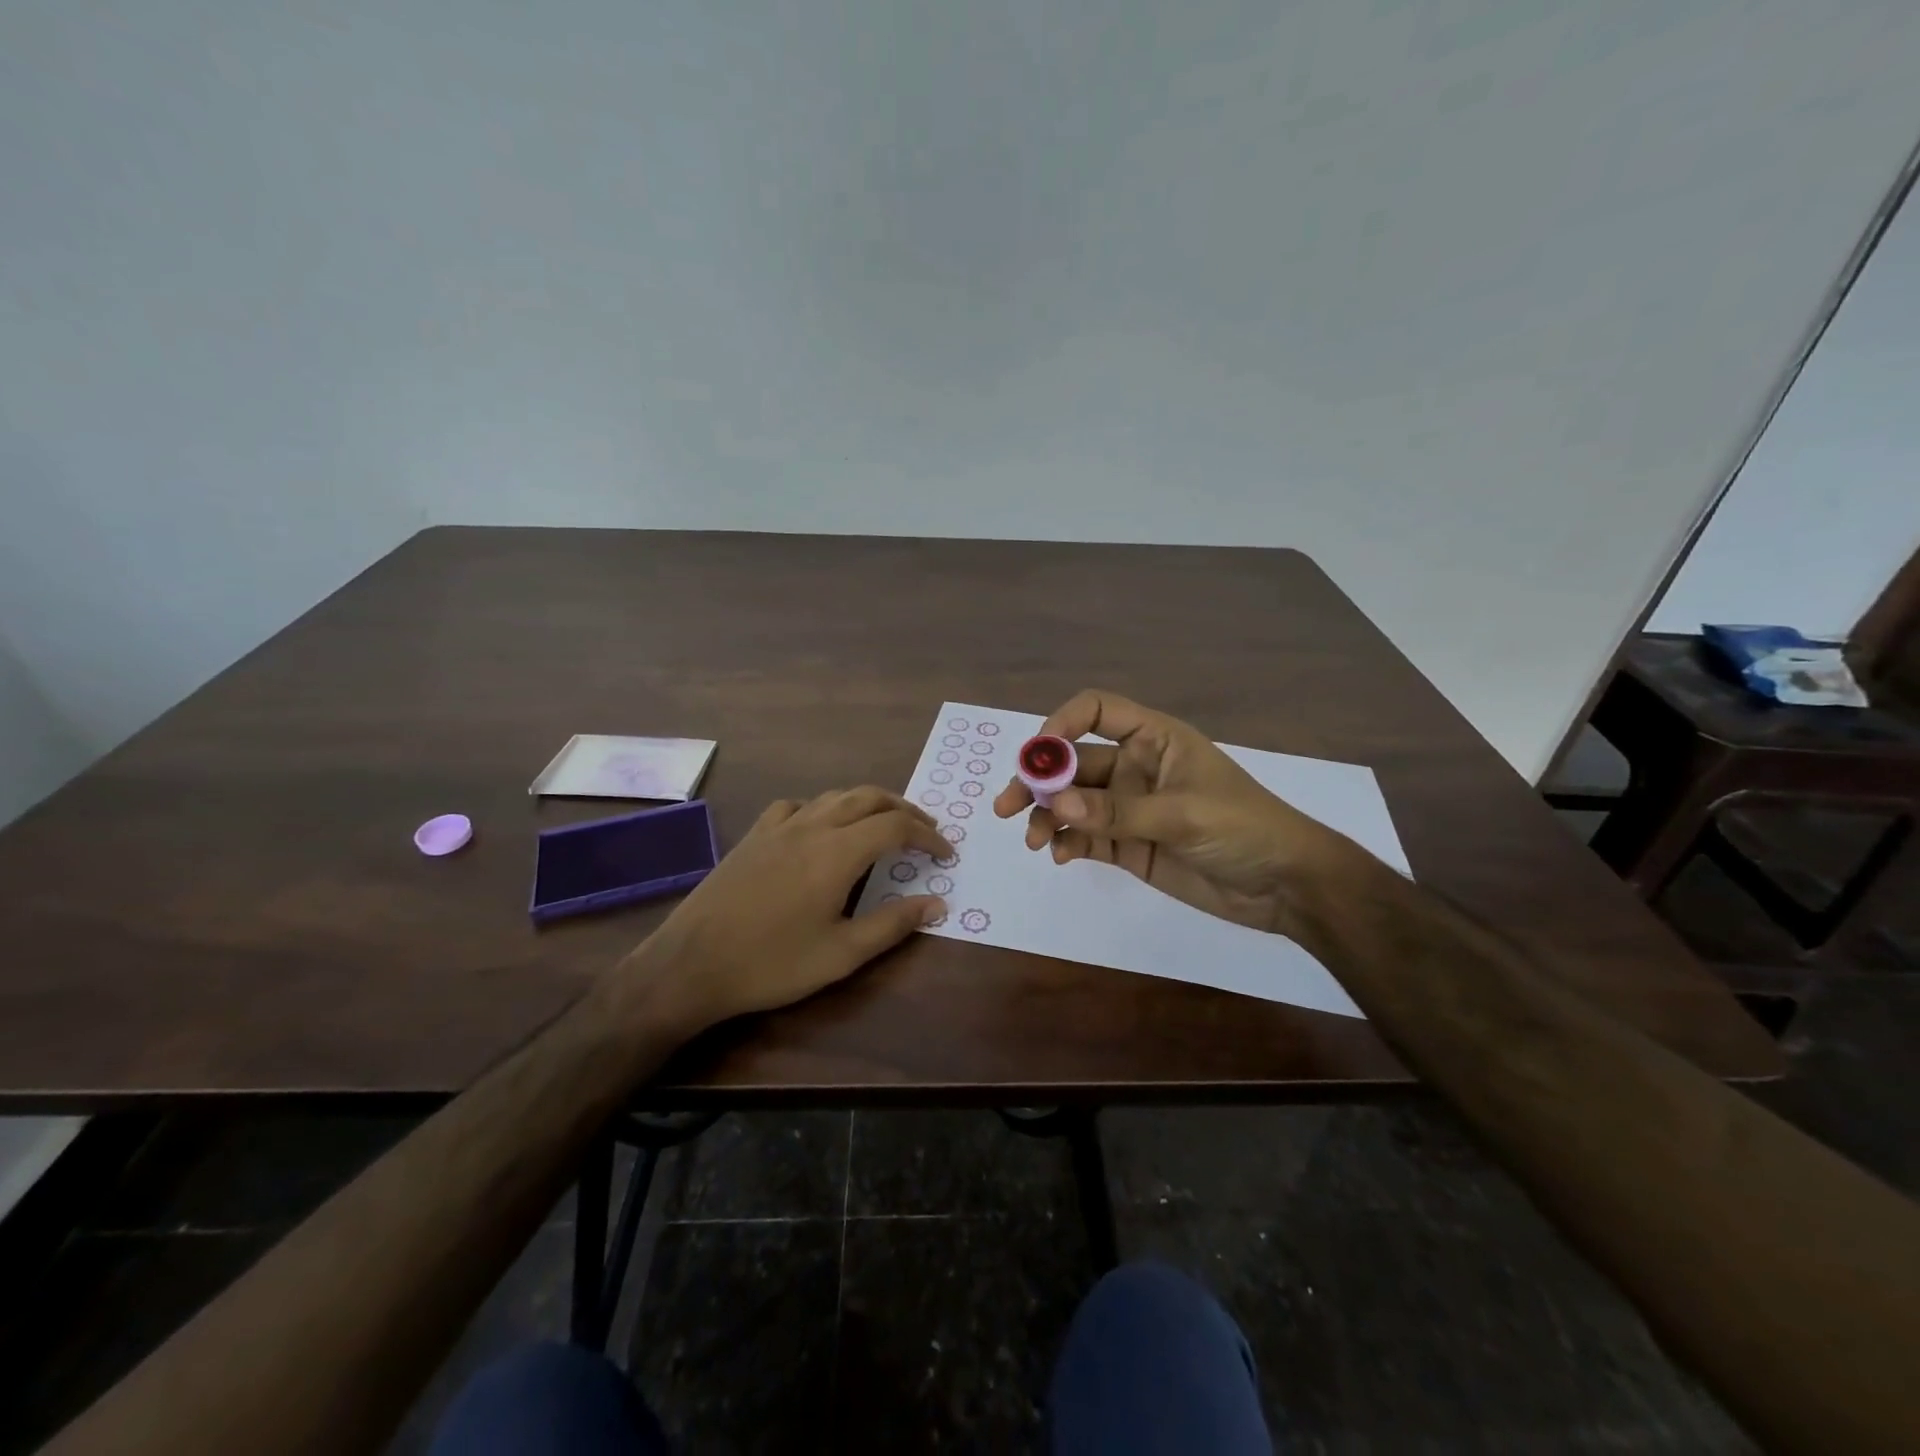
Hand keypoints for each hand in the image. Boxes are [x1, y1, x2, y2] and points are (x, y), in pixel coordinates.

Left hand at [622, 788, 948, 1033]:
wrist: (691, 964)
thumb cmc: (772, 963)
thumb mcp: (841, 954)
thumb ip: (893, 924)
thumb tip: (938, 903)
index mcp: (837, 852)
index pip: (896, 826)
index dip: (928, 836)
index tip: (946, 854)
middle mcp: (812, 826)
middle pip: (869, 798)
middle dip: (904, 810)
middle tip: (926, 831)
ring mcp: (779, 827)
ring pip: (834, 796)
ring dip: (868, 803)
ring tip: (885, 823)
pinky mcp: (754, 835)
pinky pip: (797, 806)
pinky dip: (823, 808)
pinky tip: (821, 827)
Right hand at [993, 690, 1348, 935]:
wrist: (1284, 886)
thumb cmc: (1245, 828)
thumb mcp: (1184, 814)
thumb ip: (1118, 812)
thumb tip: (1057, 806)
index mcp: (1154, 739)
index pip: (1098, 710)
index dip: (1063, 723)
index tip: (1038, 754)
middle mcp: (1135, 767)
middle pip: (1073, 762)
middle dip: (1039, 781)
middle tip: (1006, 804)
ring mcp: (1129, 808)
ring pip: (1073, 802)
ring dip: (1047, 815)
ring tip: (1034, 840)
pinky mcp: (1128, 845)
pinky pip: (1086, 837)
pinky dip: (1067, 843)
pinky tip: (1060, 856)